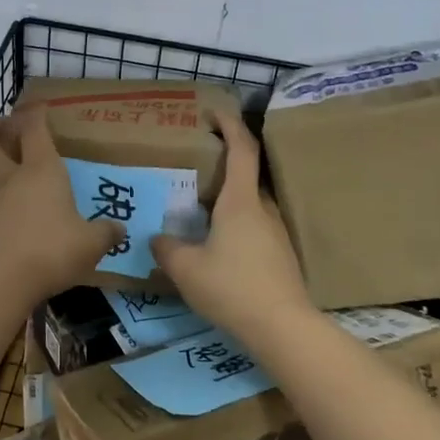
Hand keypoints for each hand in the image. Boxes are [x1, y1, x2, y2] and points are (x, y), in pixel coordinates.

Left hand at [0, 109, 124, 300]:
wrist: (7, 280)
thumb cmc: (54, 249)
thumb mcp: (92, 242)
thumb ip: (105, 233)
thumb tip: (118, 229)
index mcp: (41, 170)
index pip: (33, 129)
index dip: (34, 114)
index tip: (38, 107)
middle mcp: (11, 179)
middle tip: (0, 125)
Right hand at [151, 107, 313, 333]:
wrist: (282, 328)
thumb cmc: (232, 287)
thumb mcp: (186, 269)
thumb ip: (167, 249)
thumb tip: (156, 239)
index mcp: (241, 201)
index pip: (241, 149)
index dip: (230, 124)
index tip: (215, 111)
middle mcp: (262, 209)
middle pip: (246, 175)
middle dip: (223, 165)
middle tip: (194, 167)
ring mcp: (275, 233)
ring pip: (250, 204)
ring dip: (228, 198)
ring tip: (200, 208)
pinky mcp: (280, 256)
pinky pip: (254, 227)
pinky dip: (235, 223)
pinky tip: (217, 244)